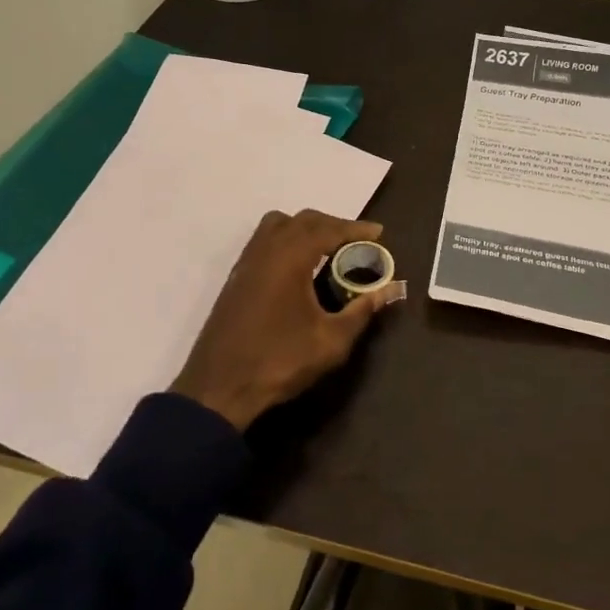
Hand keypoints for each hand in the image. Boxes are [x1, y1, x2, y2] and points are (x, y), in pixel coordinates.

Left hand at [172, 210, 399, 430]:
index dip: (356, 229)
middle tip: (357, 242)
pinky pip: (264, 242)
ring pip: (278, 225)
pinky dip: (286, 241)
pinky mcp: (236, 278)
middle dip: (333, 225)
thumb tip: (391, 290)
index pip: (328, 229)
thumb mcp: (331, 341)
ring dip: (305, 228)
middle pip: (303, 220)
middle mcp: (266, 250)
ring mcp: (246, 263)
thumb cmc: (280, 361)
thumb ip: (362, 311)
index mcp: (290, 258)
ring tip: (327, 248)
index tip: (379, 233)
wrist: (219, 388)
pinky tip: (298, 267)